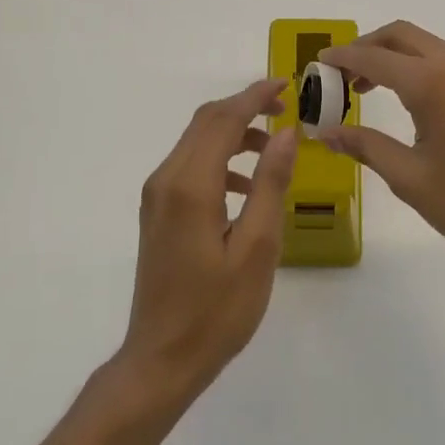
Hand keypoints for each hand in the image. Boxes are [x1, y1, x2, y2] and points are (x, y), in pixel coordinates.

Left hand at [119, 78, 299, 398]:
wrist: (161, 359)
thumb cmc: (217, 310)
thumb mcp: (257, 248)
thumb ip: (270, 184)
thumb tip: (287, 133)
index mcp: (190, 186)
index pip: (223, 120)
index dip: (255, 96)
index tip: (288, 85)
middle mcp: (166, 180)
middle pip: (205, 123)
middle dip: (245, 108)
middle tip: (287, 112)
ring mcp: (156, 196)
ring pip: (196, 142)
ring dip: (234, 134)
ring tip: (275, 150)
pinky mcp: (157, 212)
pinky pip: (190, 167)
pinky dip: (220, 160)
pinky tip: (246, 187)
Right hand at [316, 22, 444, 291]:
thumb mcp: (412, 180)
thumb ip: (367, 147)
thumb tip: (327, 133)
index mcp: (434, 82)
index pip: (373, 57)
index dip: (341, 58)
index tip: (318, 65)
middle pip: (403, 36)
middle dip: (368, 48)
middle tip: (344, 76)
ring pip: (433, 47)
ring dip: (400, 58)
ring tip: (378, 92)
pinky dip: (429, 70)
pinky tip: (424, 106)